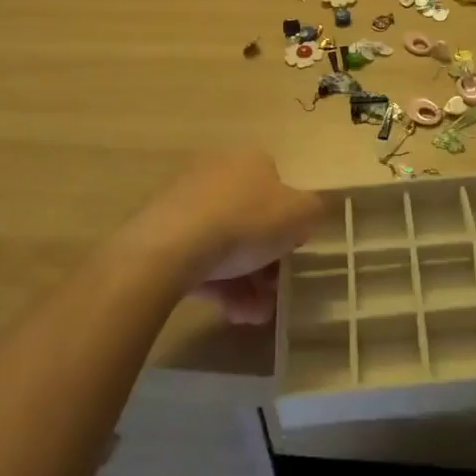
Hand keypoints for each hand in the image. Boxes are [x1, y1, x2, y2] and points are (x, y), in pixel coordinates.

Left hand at [128, 148, 328, 323]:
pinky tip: (231, 313)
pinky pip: (199, 259)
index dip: (290, 221)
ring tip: (253, 314)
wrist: (172, 246)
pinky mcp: (162, 234)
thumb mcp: (301, 214)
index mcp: (251, 161)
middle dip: (267, 260)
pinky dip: (218, 286)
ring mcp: (186, 203)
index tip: (293, 252)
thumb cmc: (247, 221)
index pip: (277, 186)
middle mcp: (218, 173)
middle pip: (251, 219)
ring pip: (225, 245)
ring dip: (245, 282)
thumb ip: (313, 211)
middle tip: (275, 290)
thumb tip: (306, 215)